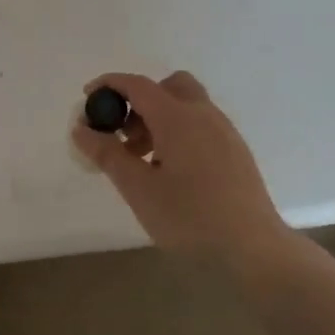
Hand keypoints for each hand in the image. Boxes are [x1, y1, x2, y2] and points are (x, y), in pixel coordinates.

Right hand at [72, 70, 289, 256]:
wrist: (253, 248)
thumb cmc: (190, 218)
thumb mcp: (139, 189)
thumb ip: (107, 154)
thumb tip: (81, 129)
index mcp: (178, 117)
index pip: (138, 85)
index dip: (109, 86)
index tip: (88, 99)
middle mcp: (204, 115)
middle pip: (169, 86)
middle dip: (140, 101)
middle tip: (124, 134)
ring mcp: (224, 132)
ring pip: (187, 107)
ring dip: (159, 119)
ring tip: (143, 160)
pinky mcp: (236, 152)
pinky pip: (201, 126)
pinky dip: (179, 133)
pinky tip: (171, 172)